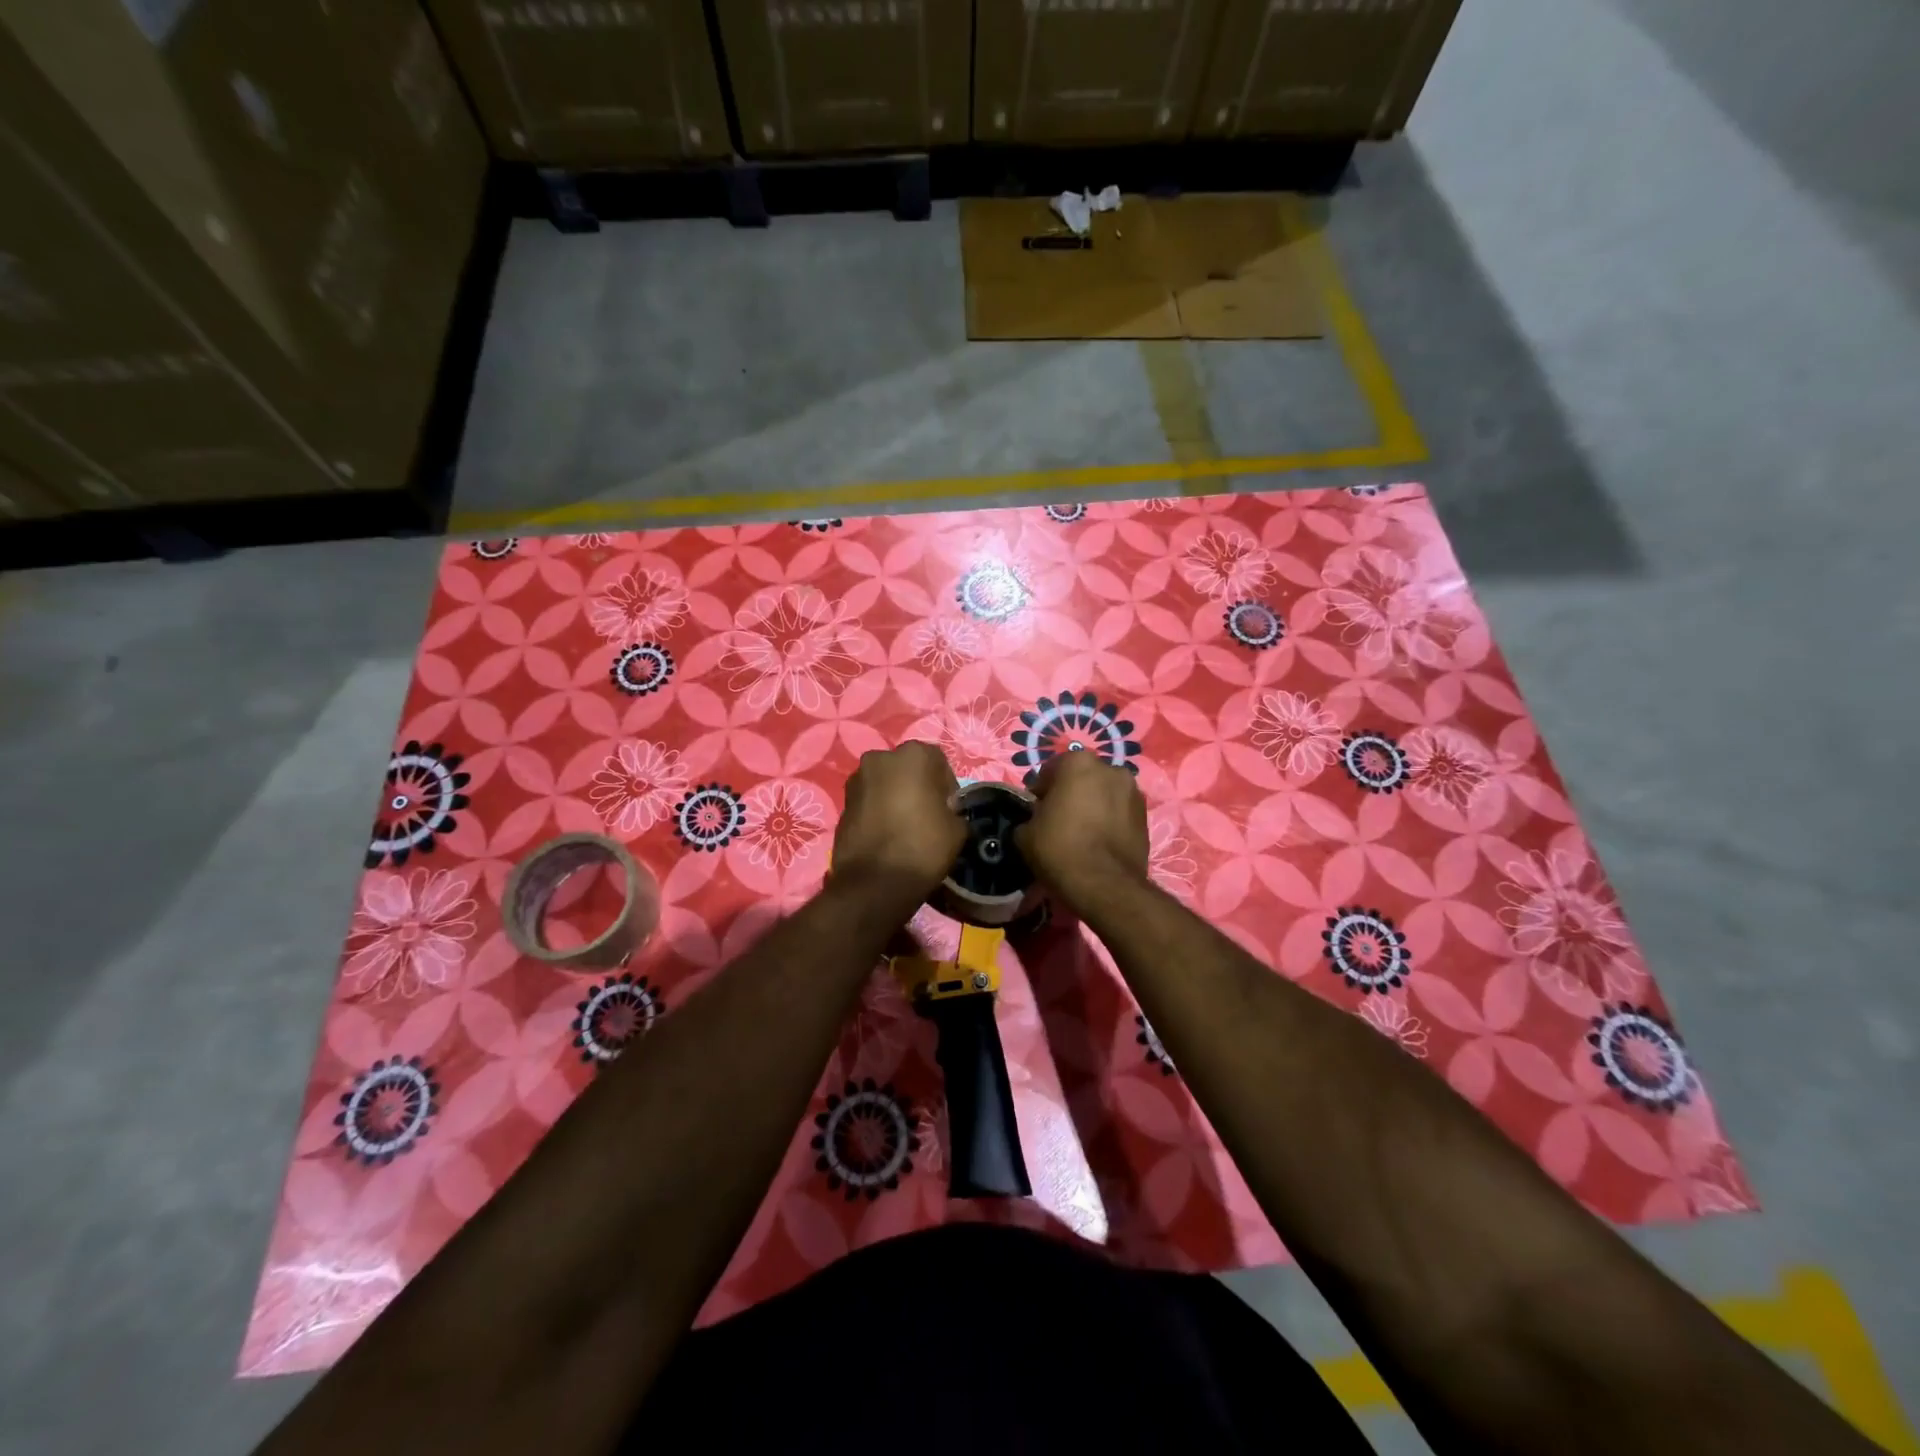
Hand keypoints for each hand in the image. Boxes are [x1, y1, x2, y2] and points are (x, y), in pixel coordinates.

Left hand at [831, 742, 966, 895]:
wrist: (873, 883)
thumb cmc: (922, 846)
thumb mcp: (957, 829)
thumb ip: (953, 811)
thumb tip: (945, 813)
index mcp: (913, 755)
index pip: (938, 763)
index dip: (947, 788)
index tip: (949, 811)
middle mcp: (880, 758)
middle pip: (908, 769)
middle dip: (918, 787)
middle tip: (927, 817)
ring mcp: (856, 780)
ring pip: (885, 784)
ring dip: (895, 798)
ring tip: (904, 828)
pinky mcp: (841, 803)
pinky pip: (868, 802)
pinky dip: (878, 812)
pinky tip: (886, 836)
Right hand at [1014, 751, 1149, 908]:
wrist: (1105, 885)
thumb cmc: (1060, 849)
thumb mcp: (1025, 834)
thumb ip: (1030, 817)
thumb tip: (1037, 821)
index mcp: (1078, 762)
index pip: (1050, 771)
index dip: (1040, 793)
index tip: (1036, 813)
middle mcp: (1110, 768)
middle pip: (1082, 779)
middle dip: (1070, 794)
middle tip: (1059, 821)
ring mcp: (1133, 792)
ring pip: (1104, 794)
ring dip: (1093, 806)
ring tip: (1083, 834)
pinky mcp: (1146, 816)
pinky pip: (1119, 813)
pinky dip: (1110, 821)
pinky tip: (1099, 843)